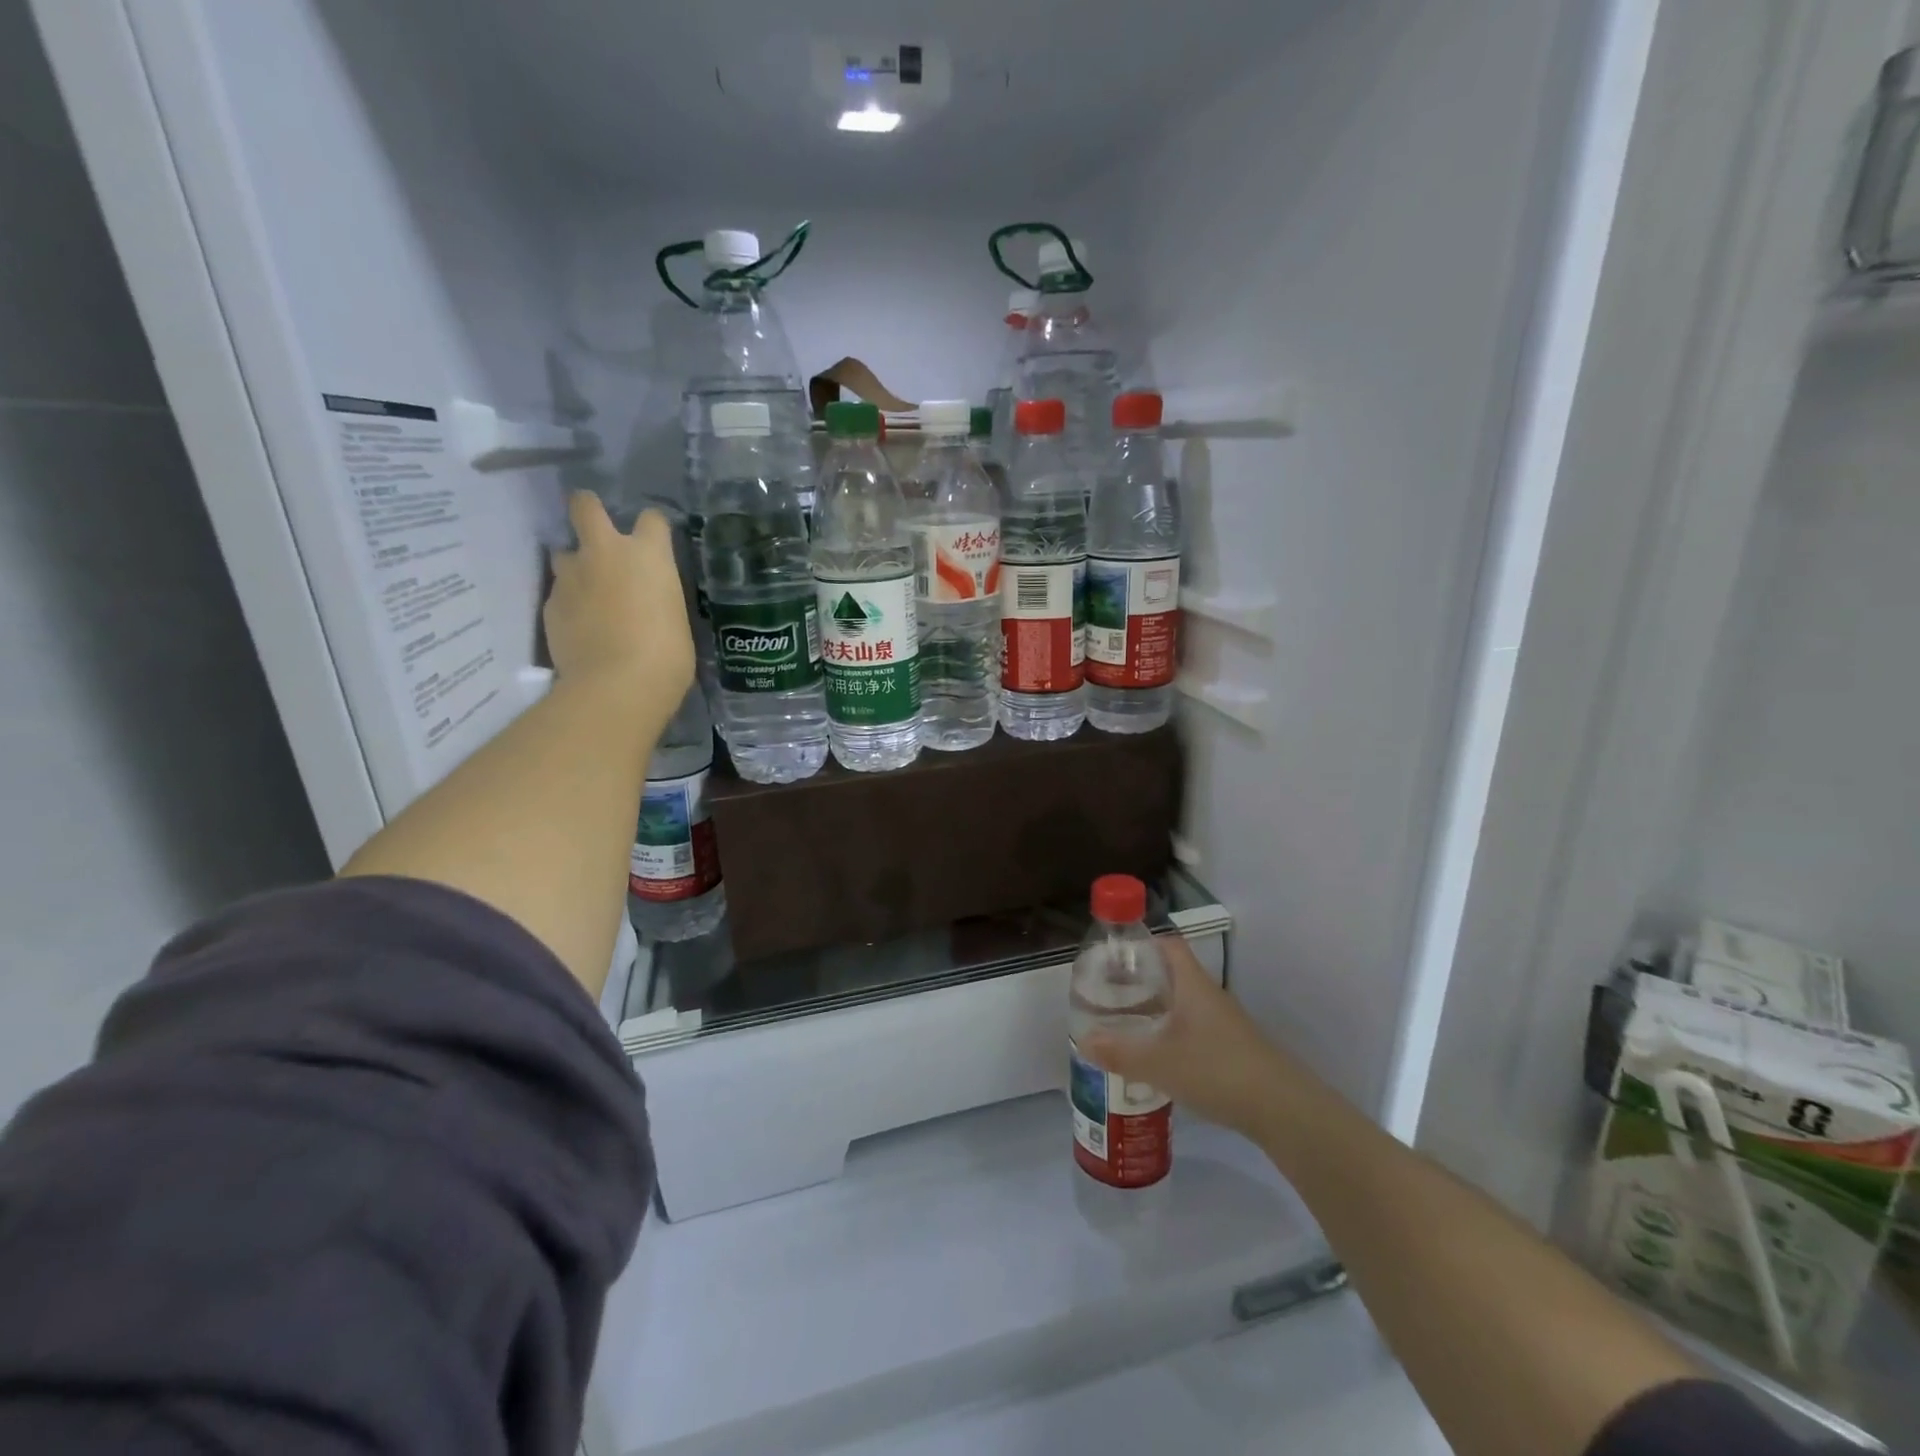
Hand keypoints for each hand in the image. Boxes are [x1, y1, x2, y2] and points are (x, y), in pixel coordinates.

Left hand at [544, 493, 692, 700]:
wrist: (617, 685)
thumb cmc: (667, 655)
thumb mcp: (675, 618)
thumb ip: (657, 597)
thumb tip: (646, 600)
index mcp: (648, 555)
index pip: (652, 519)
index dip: (652, 528)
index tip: (653, 541)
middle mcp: (606, 553)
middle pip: (585, 506)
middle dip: (587, 509)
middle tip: (594, 526)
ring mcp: (572, 576)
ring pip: (565, 554)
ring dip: (575, 566)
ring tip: (587, 593)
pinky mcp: (550, 604)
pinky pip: (560, 594)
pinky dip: (569, 605)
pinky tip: (581, 628)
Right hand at [1079, 936, 1298, 1139]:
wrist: (1283, 1110)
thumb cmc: (1217, 1070)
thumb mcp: (1160, 1062)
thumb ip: (1120, 1052)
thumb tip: (1083, 1040)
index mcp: (1193, 985)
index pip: (1168, 946)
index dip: (1142, 943)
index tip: (1113, 955)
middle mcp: (1209, 997)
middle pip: (1172, 975)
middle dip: (1141, 981)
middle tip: (1108, 992)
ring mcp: (1224, 1025)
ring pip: (1182, 1005)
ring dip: (1155, 1010)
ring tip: (1123, 1024)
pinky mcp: (1231, 1051)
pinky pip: (1193, 1031)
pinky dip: (1171, 1035)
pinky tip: (1155, 1057)